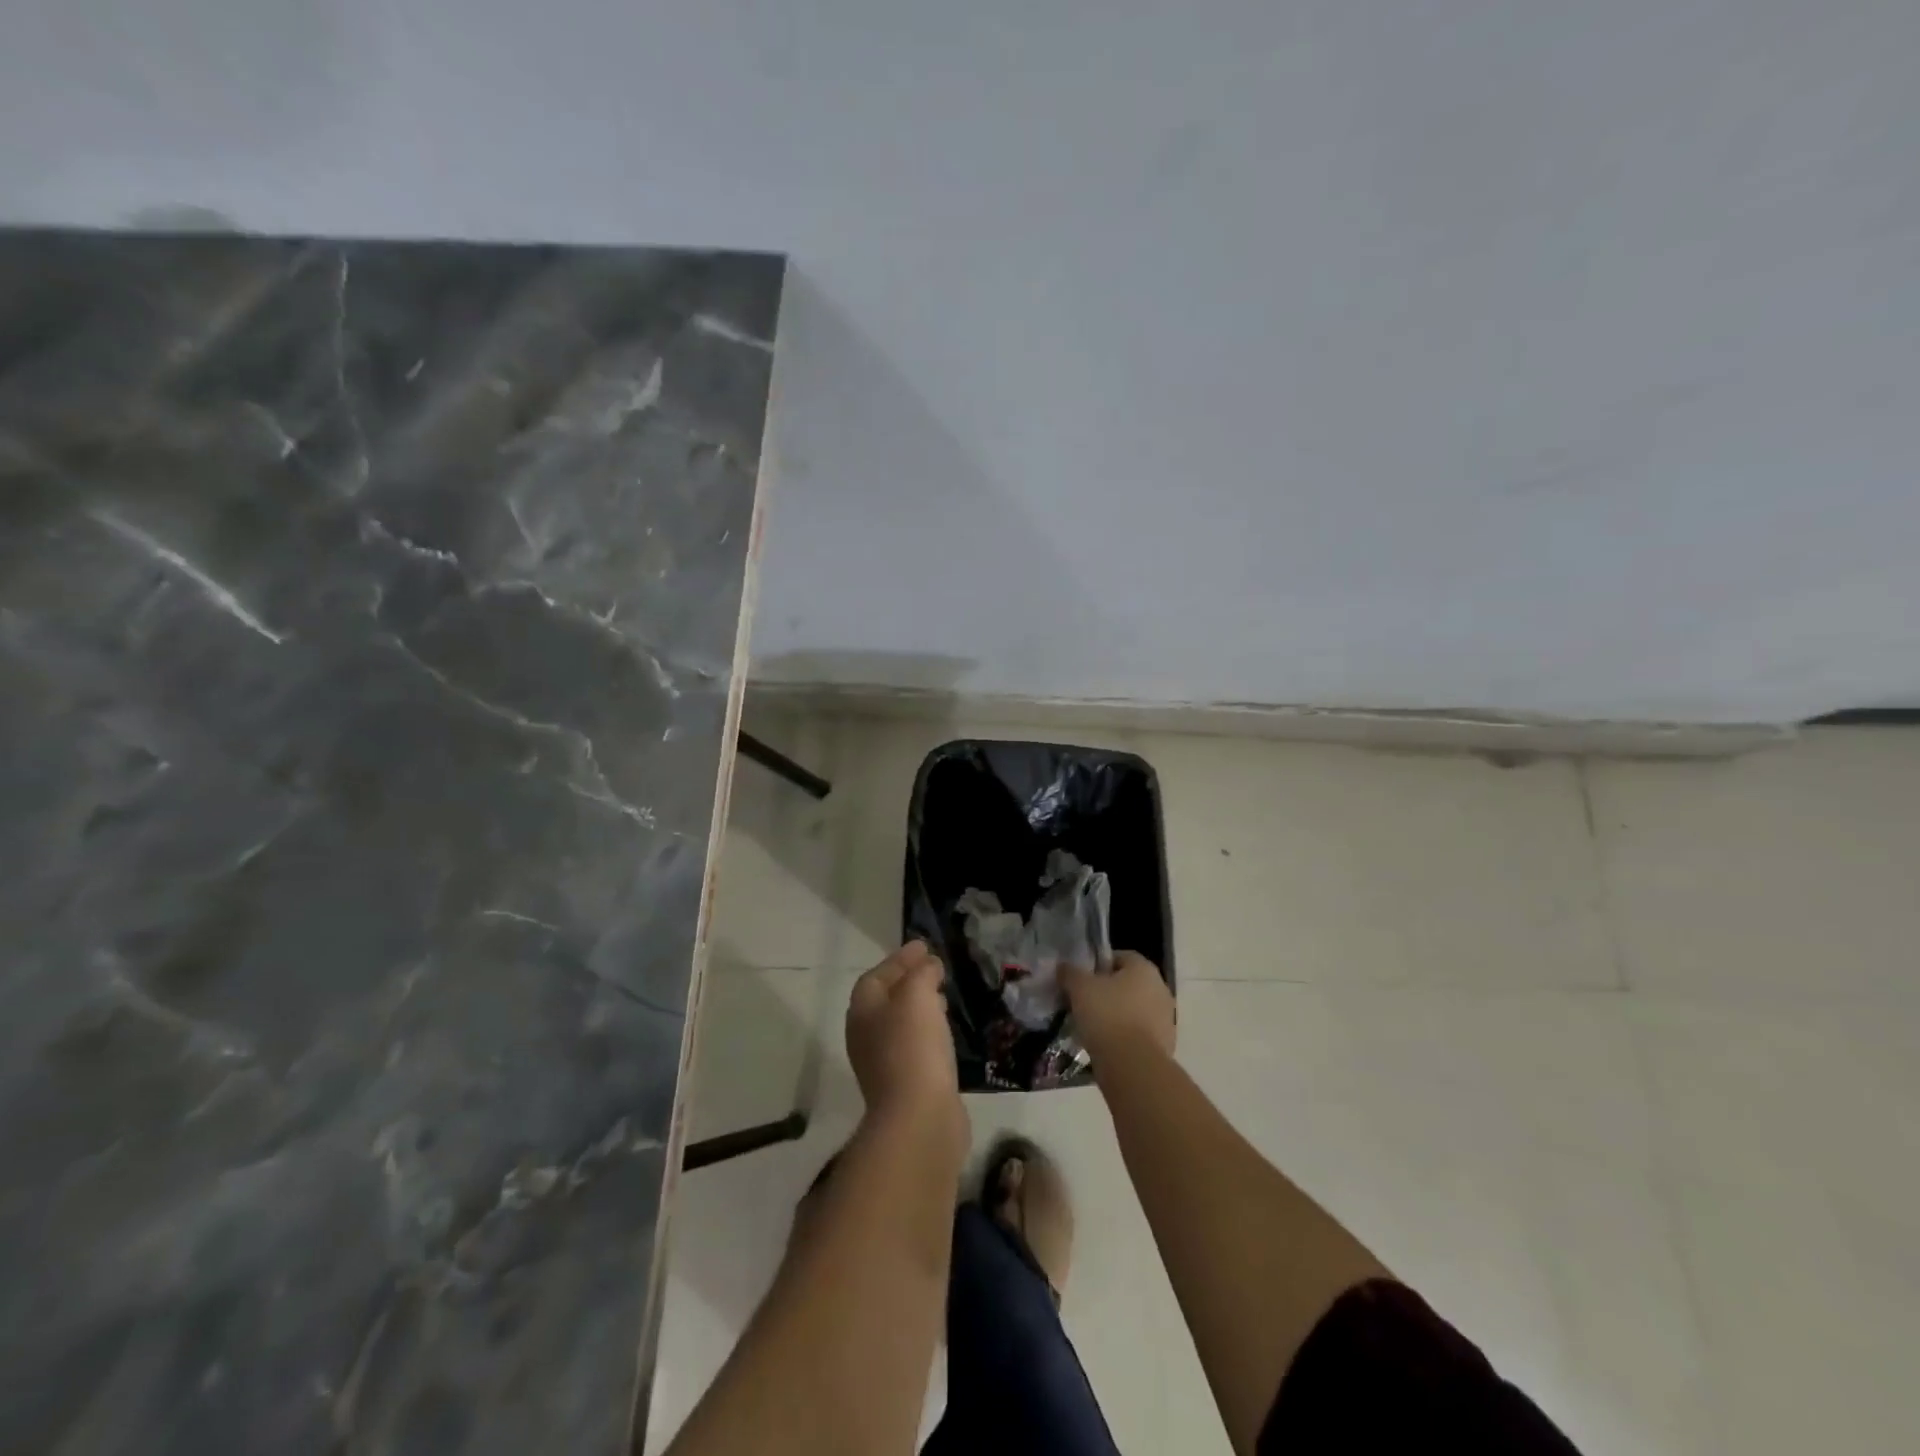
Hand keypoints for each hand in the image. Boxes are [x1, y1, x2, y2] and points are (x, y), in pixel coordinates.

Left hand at [847, 941, 961, 1127]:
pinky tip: (946, 1033)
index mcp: (863, 1010)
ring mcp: (883, 1063)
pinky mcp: (904, 1085)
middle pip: (885, 999)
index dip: (900, 959)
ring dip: (919, 1007)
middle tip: (934, 969)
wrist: (919, 1118)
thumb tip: (928, 965)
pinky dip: (928, 1032)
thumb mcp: (918, 995)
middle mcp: (866, 1035)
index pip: (877, 975)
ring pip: (900, 1024)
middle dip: (908, 981)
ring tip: (944, 997)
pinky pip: (915, 1047)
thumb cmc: (913, 1047)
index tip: (924, 946)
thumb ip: (921, 973)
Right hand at [1062, 950, 1175, 1065]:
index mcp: (1144, 969)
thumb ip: (1071, 972)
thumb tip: (1065, 967)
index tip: (1081, 978)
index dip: (1098, 964)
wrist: (1132, 1066)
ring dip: (1116, 1015)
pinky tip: (1105, 1045)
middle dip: (1107, 991)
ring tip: (1092, 1026)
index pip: (1120, 957)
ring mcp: (1165, 1019)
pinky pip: (1138, 1033)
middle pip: (1128, 984)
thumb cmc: (1107, 1015)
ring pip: (1134, 1009)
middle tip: (1084, 1002)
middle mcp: (1160, 989)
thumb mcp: (1080, 988)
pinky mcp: (1164, 1045)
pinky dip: (1124, 1036)